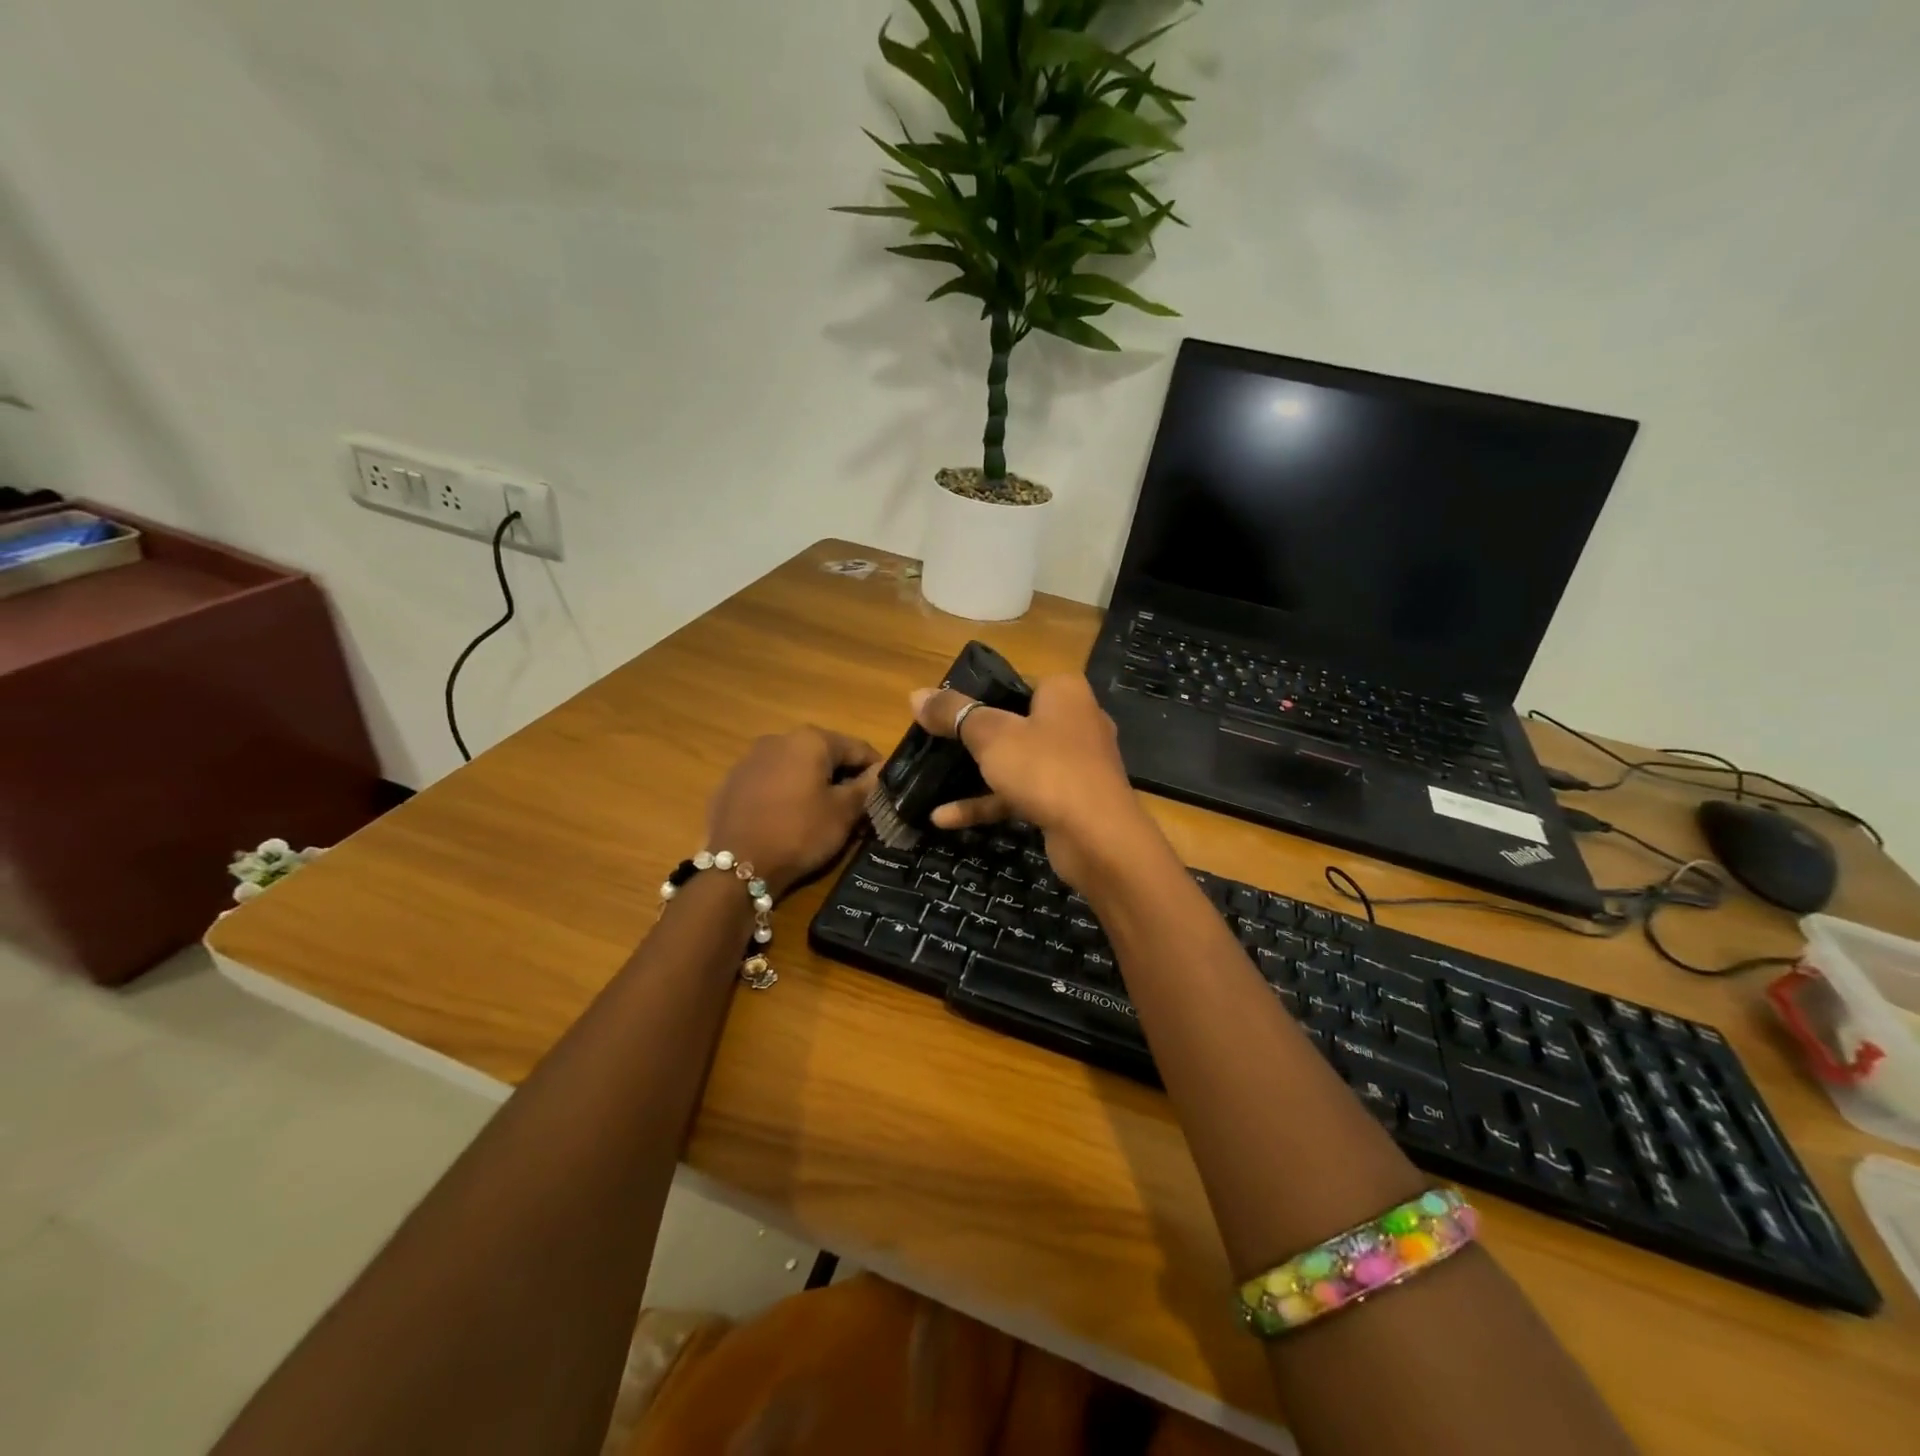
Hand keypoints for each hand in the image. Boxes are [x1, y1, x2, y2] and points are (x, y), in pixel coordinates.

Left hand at [706, 728, 880, 896]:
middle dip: (843, 776)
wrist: (736, 865)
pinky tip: (788, 818)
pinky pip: (771, 780)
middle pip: (825, 753)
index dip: (876, 770)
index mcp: (811, 740)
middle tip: (855, 808)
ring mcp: (751, 758)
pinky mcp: (733, 780)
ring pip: (796, 766)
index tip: (884, 793)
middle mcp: (779, 738)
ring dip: (813, 783)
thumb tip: (883, 770)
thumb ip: (867, 786)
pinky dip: (786, 792)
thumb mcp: (843, 813)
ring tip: (822, 815)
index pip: (858, 748)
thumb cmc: (799, 833)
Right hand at [908, 675, 1154, 888]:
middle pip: (1013, 722)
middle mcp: (1074, 720)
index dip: (976, 694)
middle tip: (934, 742)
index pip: (1014, 681)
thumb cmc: (1046, 769)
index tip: (943, 711)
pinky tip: (944, 818)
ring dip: (975, 773)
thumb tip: (915, 694)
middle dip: (972, 736)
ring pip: (1016, 761)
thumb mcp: (991, 736)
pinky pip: (1021, 793)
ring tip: (932, 779)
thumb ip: (953, 713)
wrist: (1099, 838)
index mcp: (1063, 692)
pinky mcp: (1068, 799)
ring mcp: (1073, 764)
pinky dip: (988, 802)